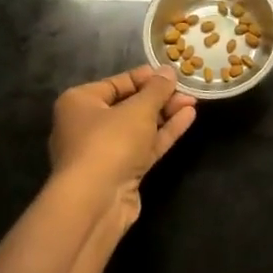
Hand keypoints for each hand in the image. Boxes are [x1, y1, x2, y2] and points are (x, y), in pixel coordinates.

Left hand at [49, 66, 196, 224]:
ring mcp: (104, 151)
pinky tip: (187, 118)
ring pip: (139, 127)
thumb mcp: (138, 109)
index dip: (146, 77)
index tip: (172, 73)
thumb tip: (168, 71)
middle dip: (159, 98)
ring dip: (165, 114)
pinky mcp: (120, 172)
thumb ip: (157, 89)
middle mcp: (87, 125)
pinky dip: (164, 133)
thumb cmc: (109, 142)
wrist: (95, 202)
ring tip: (193, 101)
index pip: (117, 82)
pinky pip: (144, 146)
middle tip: (187, 90)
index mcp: (80, 102)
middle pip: (128, 105)